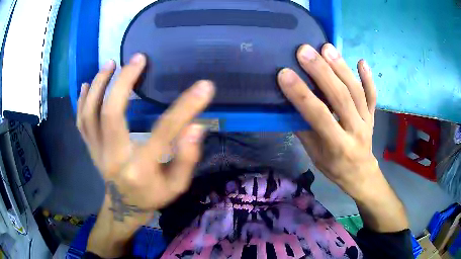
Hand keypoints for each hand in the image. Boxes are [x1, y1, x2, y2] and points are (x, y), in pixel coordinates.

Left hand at [77, 53, 214, 256]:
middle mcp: (114, 157)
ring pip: (89, 114)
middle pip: (111, 114)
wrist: (124, 207)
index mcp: (140, 169)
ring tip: (110, 64)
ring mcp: (97, 151)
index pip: (164, 133)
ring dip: (98, 85)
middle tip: (138, 59)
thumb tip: (196, 127)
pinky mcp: (90, 147)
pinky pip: (81, 121)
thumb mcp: (177, 186)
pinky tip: (87, 84)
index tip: (204, 86)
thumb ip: (186, 159)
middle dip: (123, 82)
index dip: (185, 108)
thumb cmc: (152, 196)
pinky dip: (82, 100)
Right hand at [278, 44, 376, 195]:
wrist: (361, 174)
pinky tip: (361, 61)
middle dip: (322, 72)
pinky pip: (372, 95)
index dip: (302, 95)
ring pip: (356, 91)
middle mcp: (355, 130)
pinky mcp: (373, 115)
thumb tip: (290, 105)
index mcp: (337, 145)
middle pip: (341, 97)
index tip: (285, 74)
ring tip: (327, 48)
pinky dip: (368, 78)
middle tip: (305, 51)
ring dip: (342, 68)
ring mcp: (367, 121)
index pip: (319, 116)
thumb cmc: (335, 167)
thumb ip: (305, 131)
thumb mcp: (315, 156)